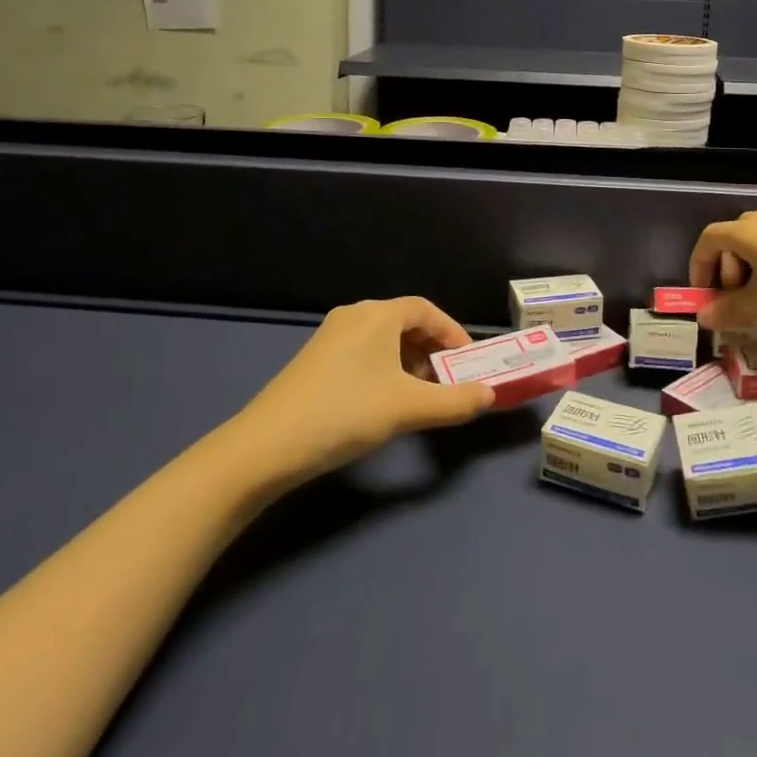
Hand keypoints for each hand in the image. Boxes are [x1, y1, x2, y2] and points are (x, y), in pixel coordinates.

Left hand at [236, 298, 495, 485]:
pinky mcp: (315, 359)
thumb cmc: (346, 413)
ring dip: (409, 361)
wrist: (267, 445)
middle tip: (448, 380)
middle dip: (431, 349)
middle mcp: (355, 315)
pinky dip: (385, 368)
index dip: (452, 332)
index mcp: (378, 314)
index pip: (427, 310)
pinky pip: (363, 352)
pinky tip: (384, 400)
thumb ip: (454, 401)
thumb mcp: (407, 408)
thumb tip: (489, 395)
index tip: (467, 361)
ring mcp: (331, 336)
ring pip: (383, 339)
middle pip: (405, 322)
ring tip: (420, 394)